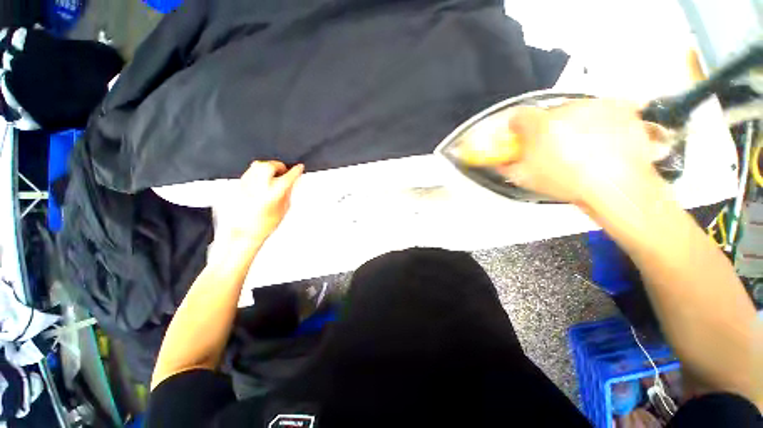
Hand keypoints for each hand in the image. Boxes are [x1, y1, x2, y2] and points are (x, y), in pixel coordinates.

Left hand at [223, 161, 303, 242]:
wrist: (244, 232)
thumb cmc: (263, 225)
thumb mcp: (283, 209)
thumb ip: (288, 192)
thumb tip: (292, 182)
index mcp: (273, 194)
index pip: (288, 177)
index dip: (296, 171)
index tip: (299, 168)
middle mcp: (258, 187)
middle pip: (270, 165)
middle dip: (279, 166)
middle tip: (284, 170)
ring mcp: (246, 184)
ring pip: (257, 165)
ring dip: (268, 167)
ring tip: (273, 173)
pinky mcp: (238, 185)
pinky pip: (249, 171)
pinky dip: (257, 172)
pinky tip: (261, 179)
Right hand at [498, 99, 665, 206]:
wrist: (617, 186)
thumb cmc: (571, 182)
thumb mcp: (526, 179)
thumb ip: (507, 167)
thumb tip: (501, 163)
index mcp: (540, 125)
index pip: (519, 116)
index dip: (517, 128)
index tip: (520, 136)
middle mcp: (567, 109)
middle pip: (548, 114)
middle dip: (547, 128)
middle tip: (553, 148)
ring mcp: (595, 106)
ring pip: (575, 111)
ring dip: (572, 124)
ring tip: (581, 148)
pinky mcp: (620, 108)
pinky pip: (602, 109)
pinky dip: (599, 121)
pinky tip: (600, 140)